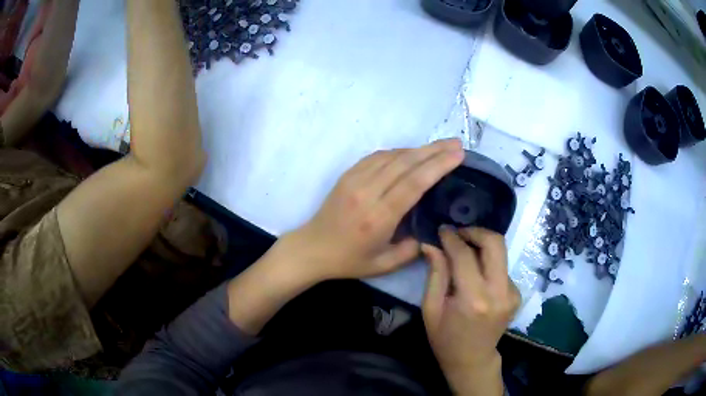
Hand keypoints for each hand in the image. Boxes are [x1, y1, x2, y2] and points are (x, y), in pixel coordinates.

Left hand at [290, 139, 463, 282]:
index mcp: (378, 217)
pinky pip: (377, 156)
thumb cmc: (349, 260)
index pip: (413, 183)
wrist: (312, 248)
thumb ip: (412, 250)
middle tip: (456, 143)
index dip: (437, 166)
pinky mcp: (347, 175)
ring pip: (392, 156)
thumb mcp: (384, 265)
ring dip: (418, 149)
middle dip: (434, 151)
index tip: (457, 154)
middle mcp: (367, 193)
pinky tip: (411, 152)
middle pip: (405, 163)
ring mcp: (354, 180)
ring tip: (440, 147)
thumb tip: (432, 231)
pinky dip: (398, 152)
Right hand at [422, 227, 519, 395]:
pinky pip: (502, 267)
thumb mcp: (431, 309)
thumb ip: (435, 274)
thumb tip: (431, 244)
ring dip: (482, 246)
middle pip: (495, 243)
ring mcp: (512, 293)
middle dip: (475, 231)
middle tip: (458, 234)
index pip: (464, 255)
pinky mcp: (517, 294)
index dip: (452, 238)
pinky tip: (476, 274)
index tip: (442, 229)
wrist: (473, 359)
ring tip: (464, 251)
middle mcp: (499, 292)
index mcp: (473, 300)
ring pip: (501, 252)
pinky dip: (488, 263)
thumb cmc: (445, 338)